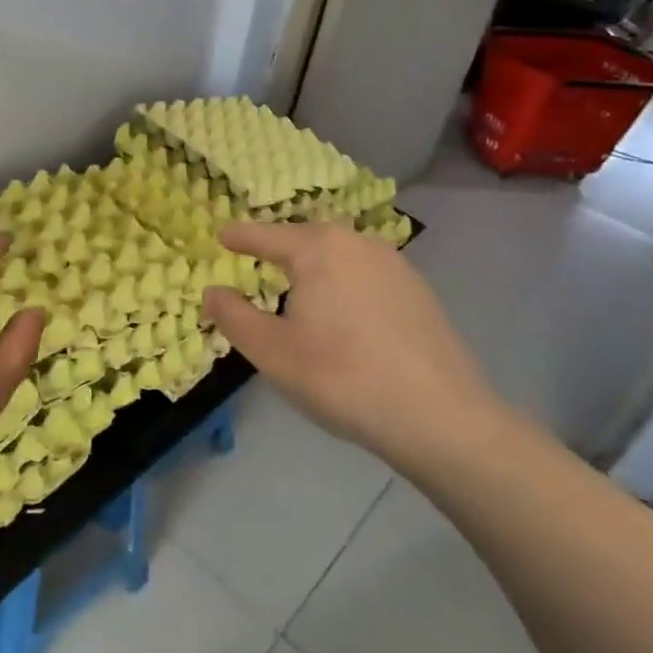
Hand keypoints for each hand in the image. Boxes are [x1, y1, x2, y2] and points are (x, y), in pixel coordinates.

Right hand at [201, 221, 501, 466]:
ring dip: (314, 267)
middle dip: (279, 248)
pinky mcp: (419, 293)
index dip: (240, 237)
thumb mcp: (271, 351)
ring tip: (297, 287)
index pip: (266, 235)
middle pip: (306, 239)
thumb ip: (234, 316)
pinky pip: (366, 276)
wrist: (441, 417)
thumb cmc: (341, 377)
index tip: (221, 235)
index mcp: (318, 249)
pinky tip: (343, 314)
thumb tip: (212, 291)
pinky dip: (343, 284)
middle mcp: (358, 244)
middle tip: (256, 259)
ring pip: (340, 256)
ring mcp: (395, 266)